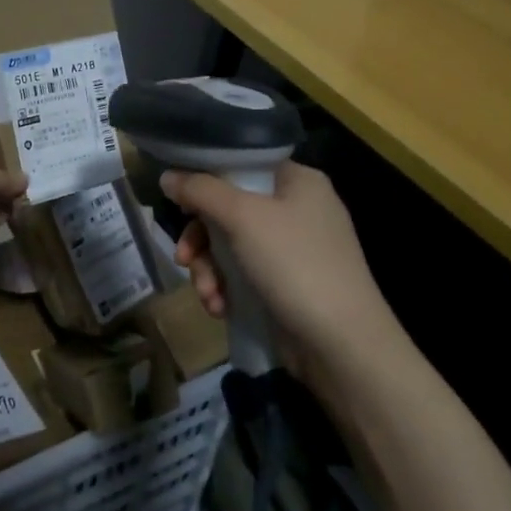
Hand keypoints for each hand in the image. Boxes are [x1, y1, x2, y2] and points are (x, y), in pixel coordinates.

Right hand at [163, 161, 403, 390]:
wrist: (343, 345)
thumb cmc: (295, 265)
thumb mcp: (243, 218)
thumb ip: (201, 191)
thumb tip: (167, 175)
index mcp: (297, 181)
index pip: (241, 164)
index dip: (205, 180)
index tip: (179, 203)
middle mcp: (297, 209)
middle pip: (228, 209)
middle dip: (201, 239)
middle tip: (183, 258)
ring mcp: (293, 250)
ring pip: (230, 245)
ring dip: (209, 270)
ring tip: (208, 295)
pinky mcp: (287, 284)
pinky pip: (243, 274)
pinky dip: (226, 289)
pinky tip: (221, 309)